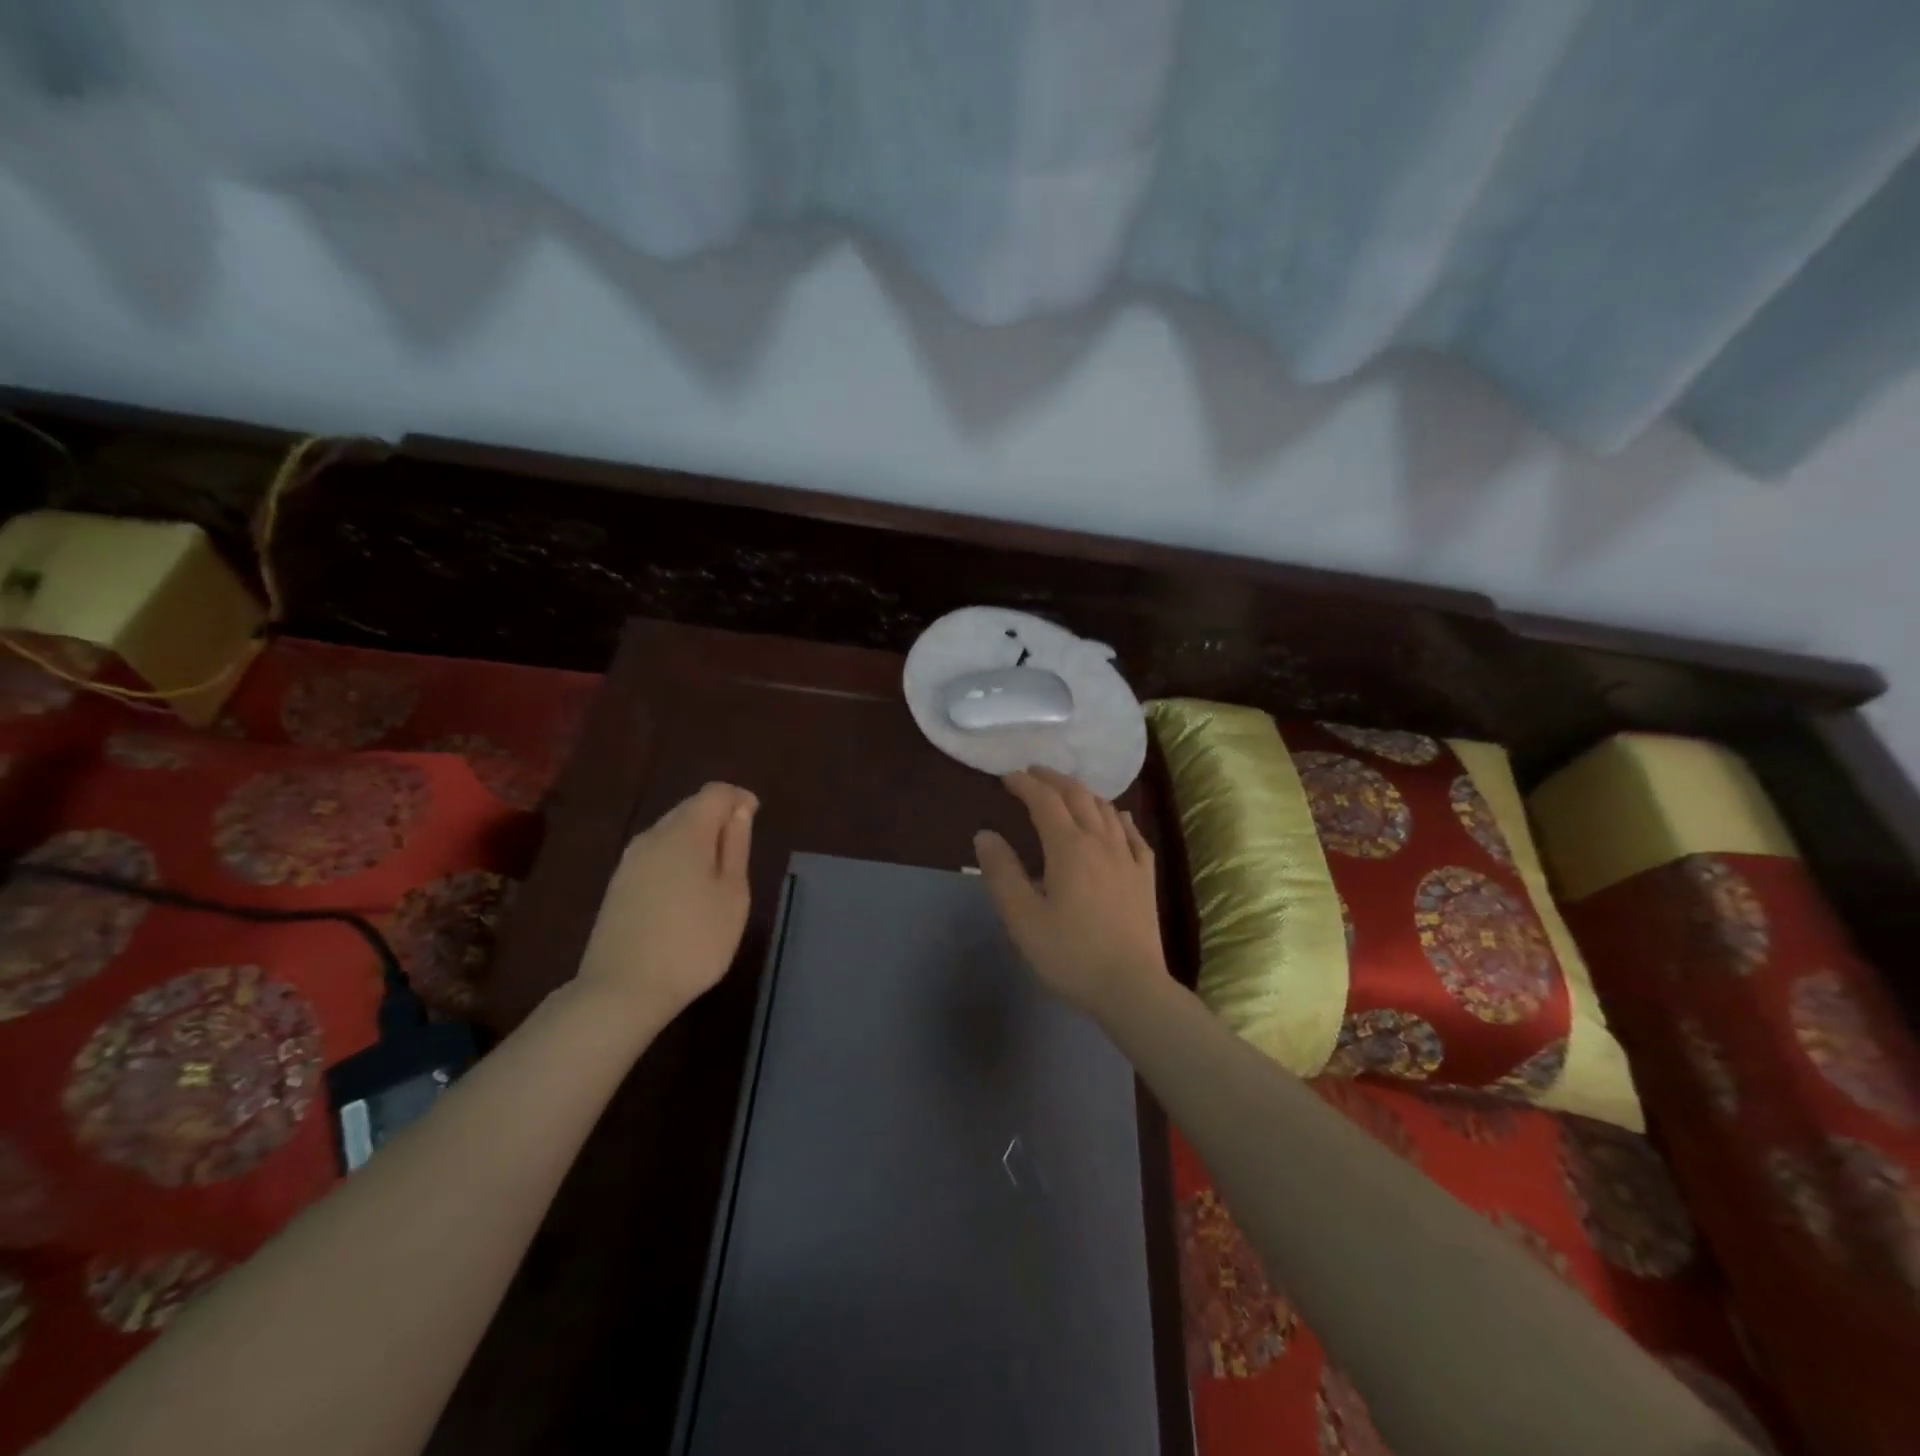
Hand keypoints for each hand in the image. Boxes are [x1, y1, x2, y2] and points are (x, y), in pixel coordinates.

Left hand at [575, 782, 757, 1028]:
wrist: (622, 990)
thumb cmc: (694, 942)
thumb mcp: (732, 895)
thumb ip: (736, 847)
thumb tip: (739, 811)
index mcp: (685, 833)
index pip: (715, 793)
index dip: (739, 798)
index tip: (756, 820)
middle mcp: (653, 836)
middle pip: (690, 807)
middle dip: (718, 816)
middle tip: (740, 850)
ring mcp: (630, 861)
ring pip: (670, 831)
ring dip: (697, 838)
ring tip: (717, 873)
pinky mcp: (618, 884)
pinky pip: (655, 853)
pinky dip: (677, 857)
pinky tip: (686, 890)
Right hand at [973, 767, 1167, 1018]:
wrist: (1131, 987)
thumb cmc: (1070, 953)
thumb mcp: (1022, 917)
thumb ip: (1002, 872)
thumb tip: (985, 835)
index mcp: (1068, 848)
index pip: (1044, 801)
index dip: (1025, 784)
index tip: (1007, 777)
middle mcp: (1100, 842)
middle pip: (1078, 796)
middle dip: (1053, 780)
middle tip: (1034, 773)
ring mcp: (1128, 858)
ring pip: (1106, 810)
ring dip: (1083, 793)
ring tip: (1067, 791)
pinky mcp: (1145, 878)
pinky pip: (1133, 834)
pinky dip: (1119, 817)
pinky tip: (1117, 817)